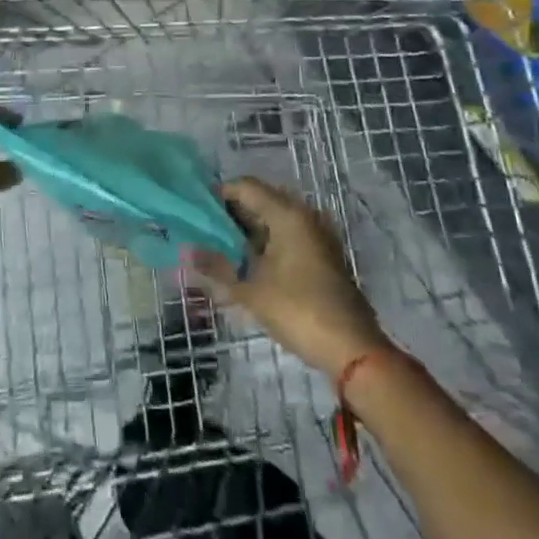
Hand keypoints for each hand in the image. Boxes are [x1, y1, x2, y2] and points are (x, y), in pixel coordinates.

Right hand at [189, 178, 389, 378]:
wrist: (353, 351)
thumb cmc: (298, 310)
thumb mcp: (250, 289)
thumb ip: (216, 266)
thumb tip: (185, 251)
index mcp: (287, 213)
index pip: (246, 187)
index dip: (218, 194)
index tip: (196, 211)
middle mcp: (304, 216)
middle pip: (260, 201)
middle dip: (231, 215)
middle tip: (204, 232)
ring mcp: (316, 236)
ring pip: (274, 221)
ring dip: (248, 232)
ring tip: (220, 250)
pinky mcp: (322, 257)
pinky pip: (286, 237)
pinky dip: (265, 245)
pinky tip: (247, 265)